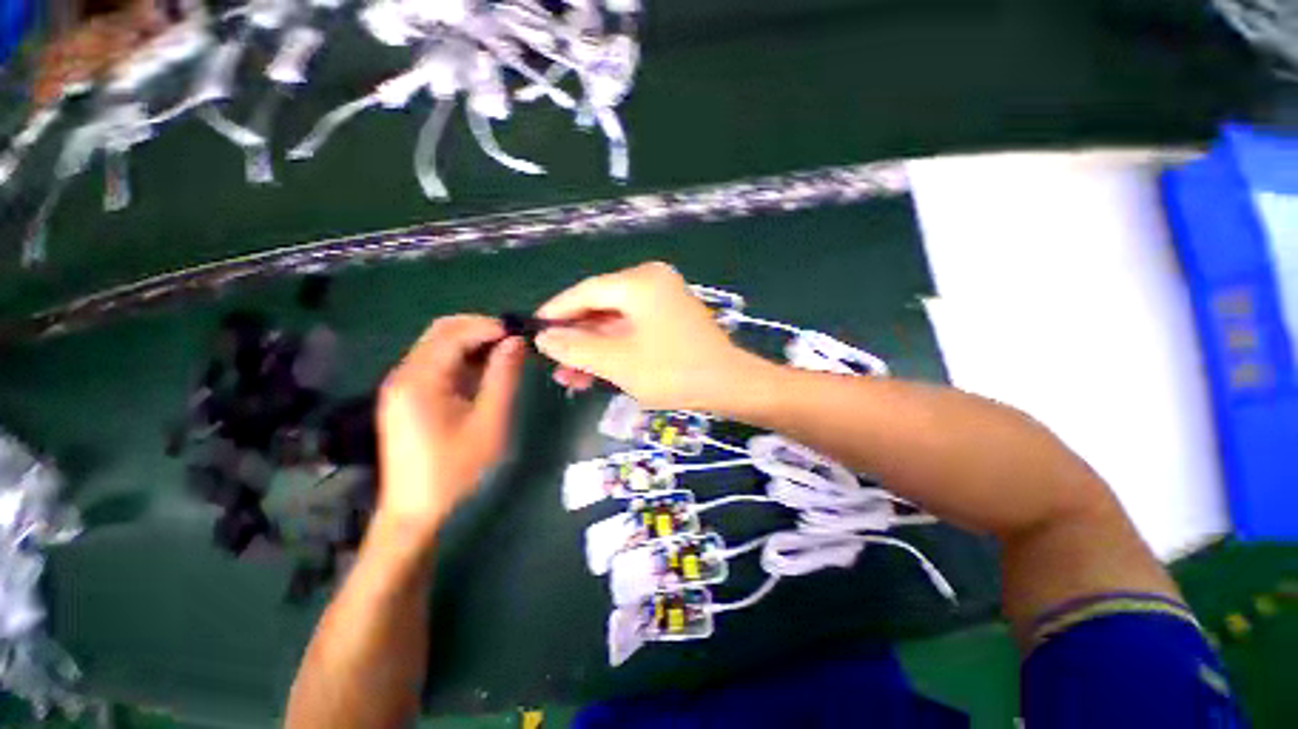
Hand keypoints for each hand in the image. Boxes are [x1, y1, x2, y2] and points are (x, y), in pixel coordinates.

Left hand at [376, 316, 525, 533]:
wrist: (416, 513)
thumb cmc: (456, 471)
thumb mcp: (489, 422)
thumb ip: (503, 377)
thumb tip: (516, 342)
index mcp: (418, 380)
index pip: (453, 333)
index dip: (488, 326)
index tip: (520, 333)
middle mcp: (403, 375)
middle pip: (441, 333)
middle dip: (480, 330)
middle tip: (514, 342)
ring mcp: (402, 386)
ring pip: (439, 346)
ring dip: (473, 344)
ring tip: (506, 355)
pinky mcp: (407, 398)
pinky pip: (437, 365)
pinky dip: (463, 361)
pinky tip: (485, 373)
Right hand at [534, 262, 754, 410]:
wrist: (731, 386)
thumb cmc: (673, 371)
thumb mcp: (618, 362)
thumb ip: (576, 347)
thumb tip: (543, 337)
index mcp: (639, 282)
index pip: (585, 291)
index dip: (557, 311)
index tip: (534, 330)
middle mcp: (651, 282)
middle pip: (600, 307)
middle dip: (576, 338)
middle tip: (553, 363)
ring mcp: (663, 300)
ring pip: (615, 322)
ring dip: (593, 349)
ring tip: (569, 378)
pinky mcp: (670, 318)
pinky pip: (633, 329)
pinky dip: (615, 349)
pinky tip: (595, 372)